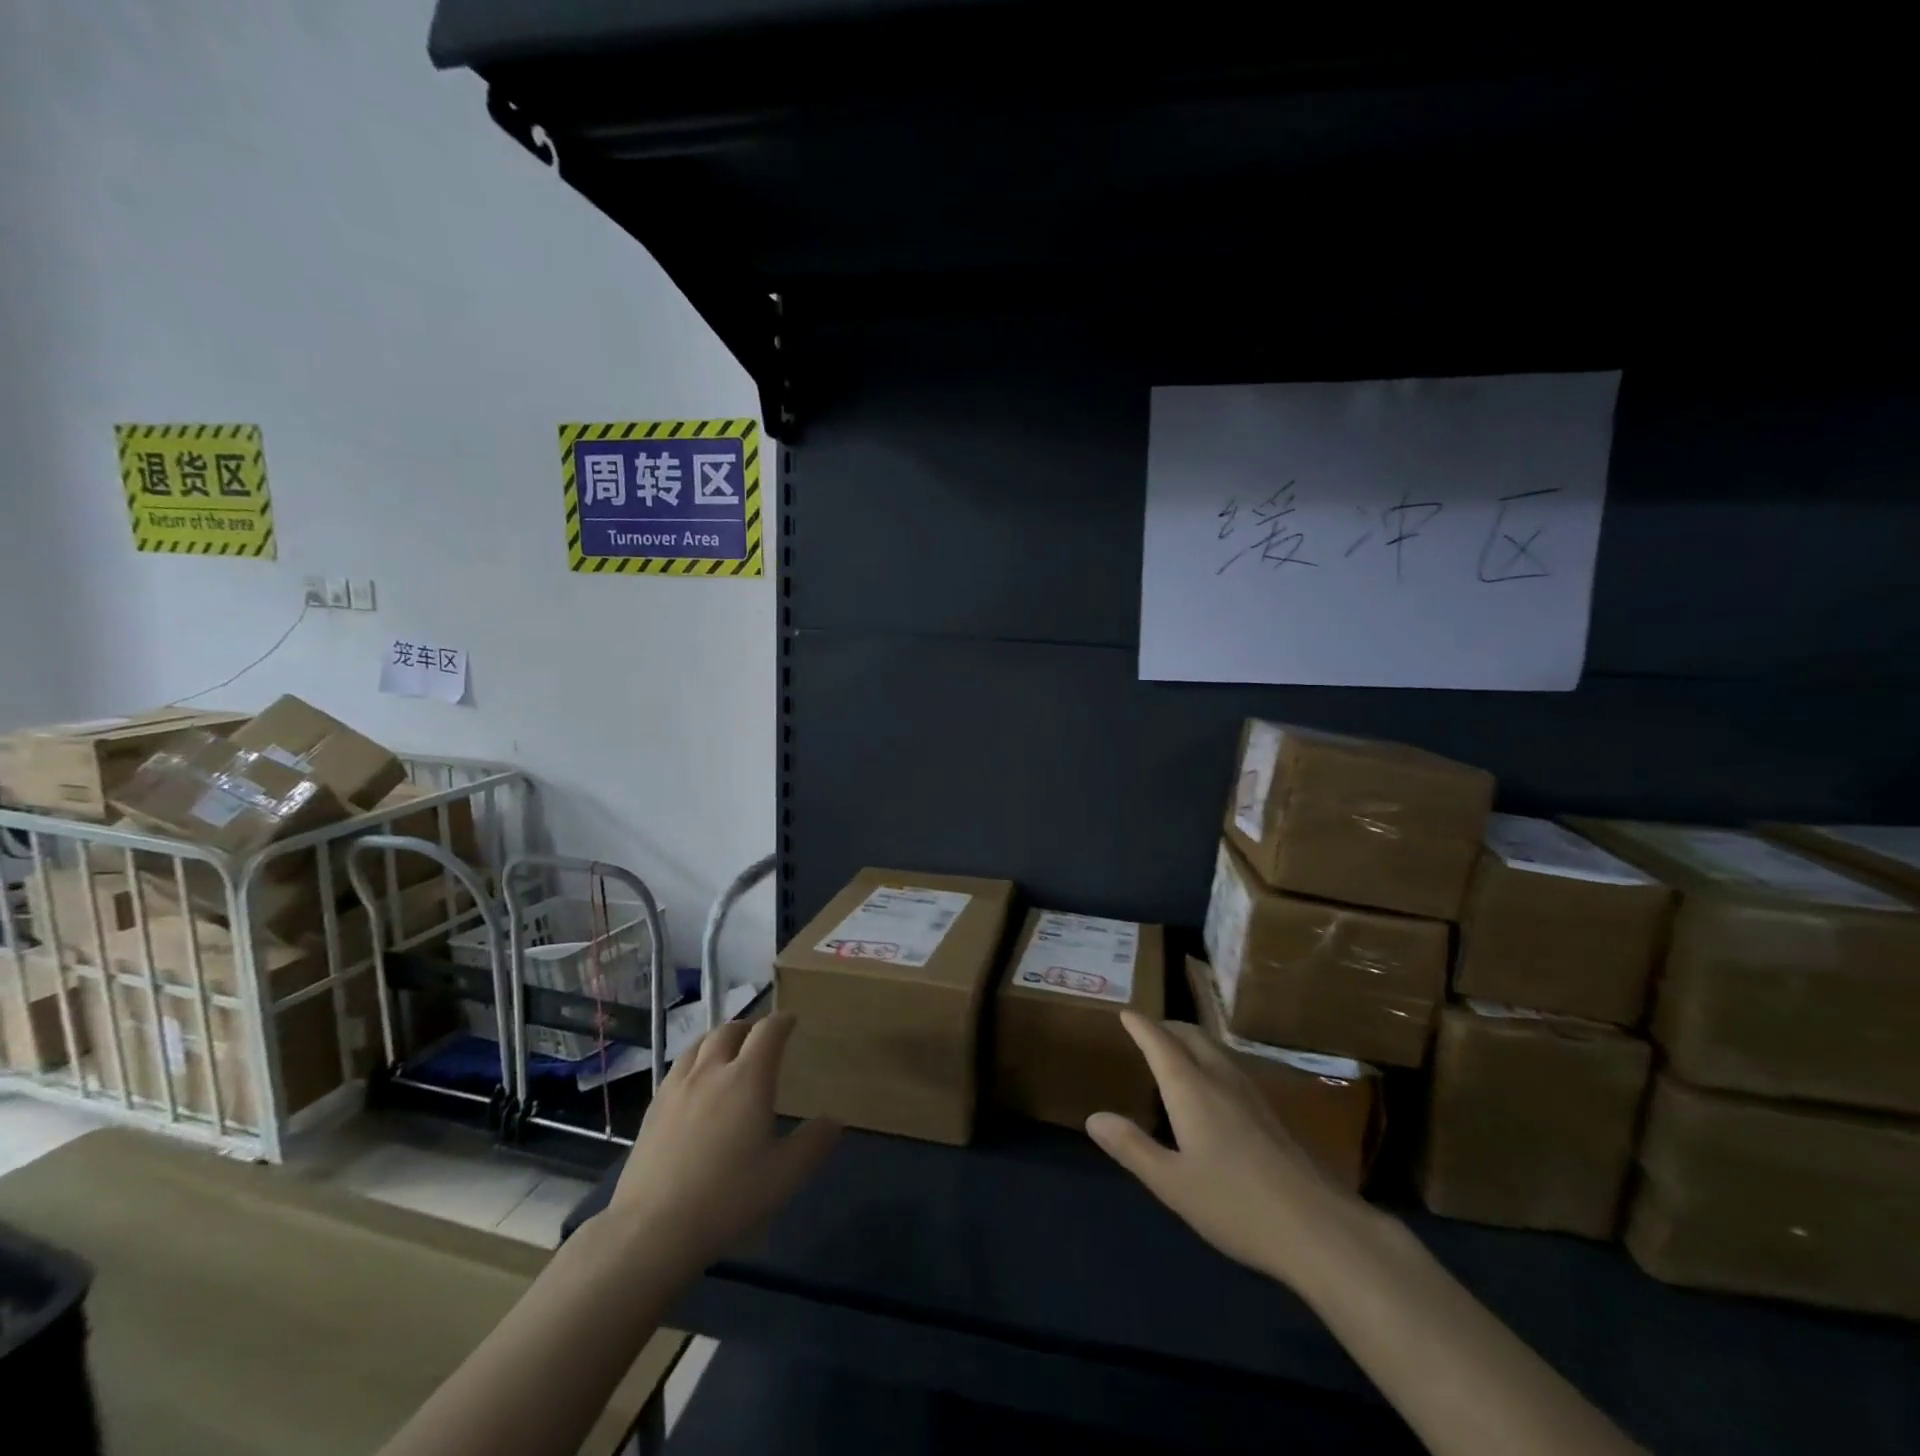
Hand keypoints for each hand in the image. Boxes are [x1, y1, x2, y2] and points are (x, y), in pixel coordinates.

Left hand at [602, 1013, 840, 1280]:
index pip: (768, 1032)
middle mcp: (712, 1071)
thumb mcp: (785, 1175)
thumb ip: (813, 1144)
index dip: (782, 1022)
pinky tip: (694, 1085)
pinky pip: (677, 1069)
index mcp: (748, 1078)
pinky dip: (693, 1062)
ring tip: (726, 1052)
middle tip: (759, 1038)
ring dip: (718, 1040)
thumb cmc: (728, 1197)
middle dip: (749, 1028)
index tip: (791, 1021)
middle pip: (730, 1030)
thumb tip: (834, 1121)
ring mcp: (677, 1088)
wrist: (653, 1229)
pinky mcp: (652, 1109)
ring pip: (698, 1045)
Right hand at [1087, 1011, 1365, 1283]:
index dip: (1141, 1026)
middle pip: (1191, 1036)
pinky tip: (1212, 1087)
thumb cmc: (1235, 1204)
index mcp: (1191, 1089)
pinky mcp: (1271, 1114)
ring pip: (1215, 1049)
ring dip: (1190, 1041)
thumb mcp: (1172, 1183)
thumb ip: (1132, 1147)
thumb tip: (1094, 1117)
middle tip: (1147, 1030)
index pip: (1160, 1043)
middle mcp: (1220, 1079)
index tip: (1125, 1013)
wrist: (1318, 1228)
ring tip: (1175, 1051)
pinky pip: (1230, 1067)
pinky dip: (1209, 1059)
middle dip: (1167, 1027)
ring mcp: (1251, 1094)